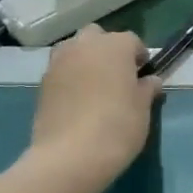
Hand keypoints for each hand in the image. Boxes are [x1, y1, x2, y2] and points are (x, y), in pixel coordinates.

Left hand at [30, 26, 160, 179]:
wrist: (70, 156)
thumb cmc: (117, 126)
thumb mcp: (143, 108)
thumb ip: (147, 89)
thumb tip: (150, 80)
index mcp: (115, 46)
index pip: (132, 40)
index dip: (138, 56)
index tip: (142, 76)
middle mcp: (84, 46)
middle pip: (97, 36)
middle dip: (107, 49)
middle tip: (116, 76)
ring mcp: (59, 63)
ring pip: (74, 49)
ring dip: (85, 59)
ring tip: (94, 86)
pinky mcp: (42, 83)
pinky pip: (61, 70)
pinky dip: (70, 77)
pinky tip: (77, 101)